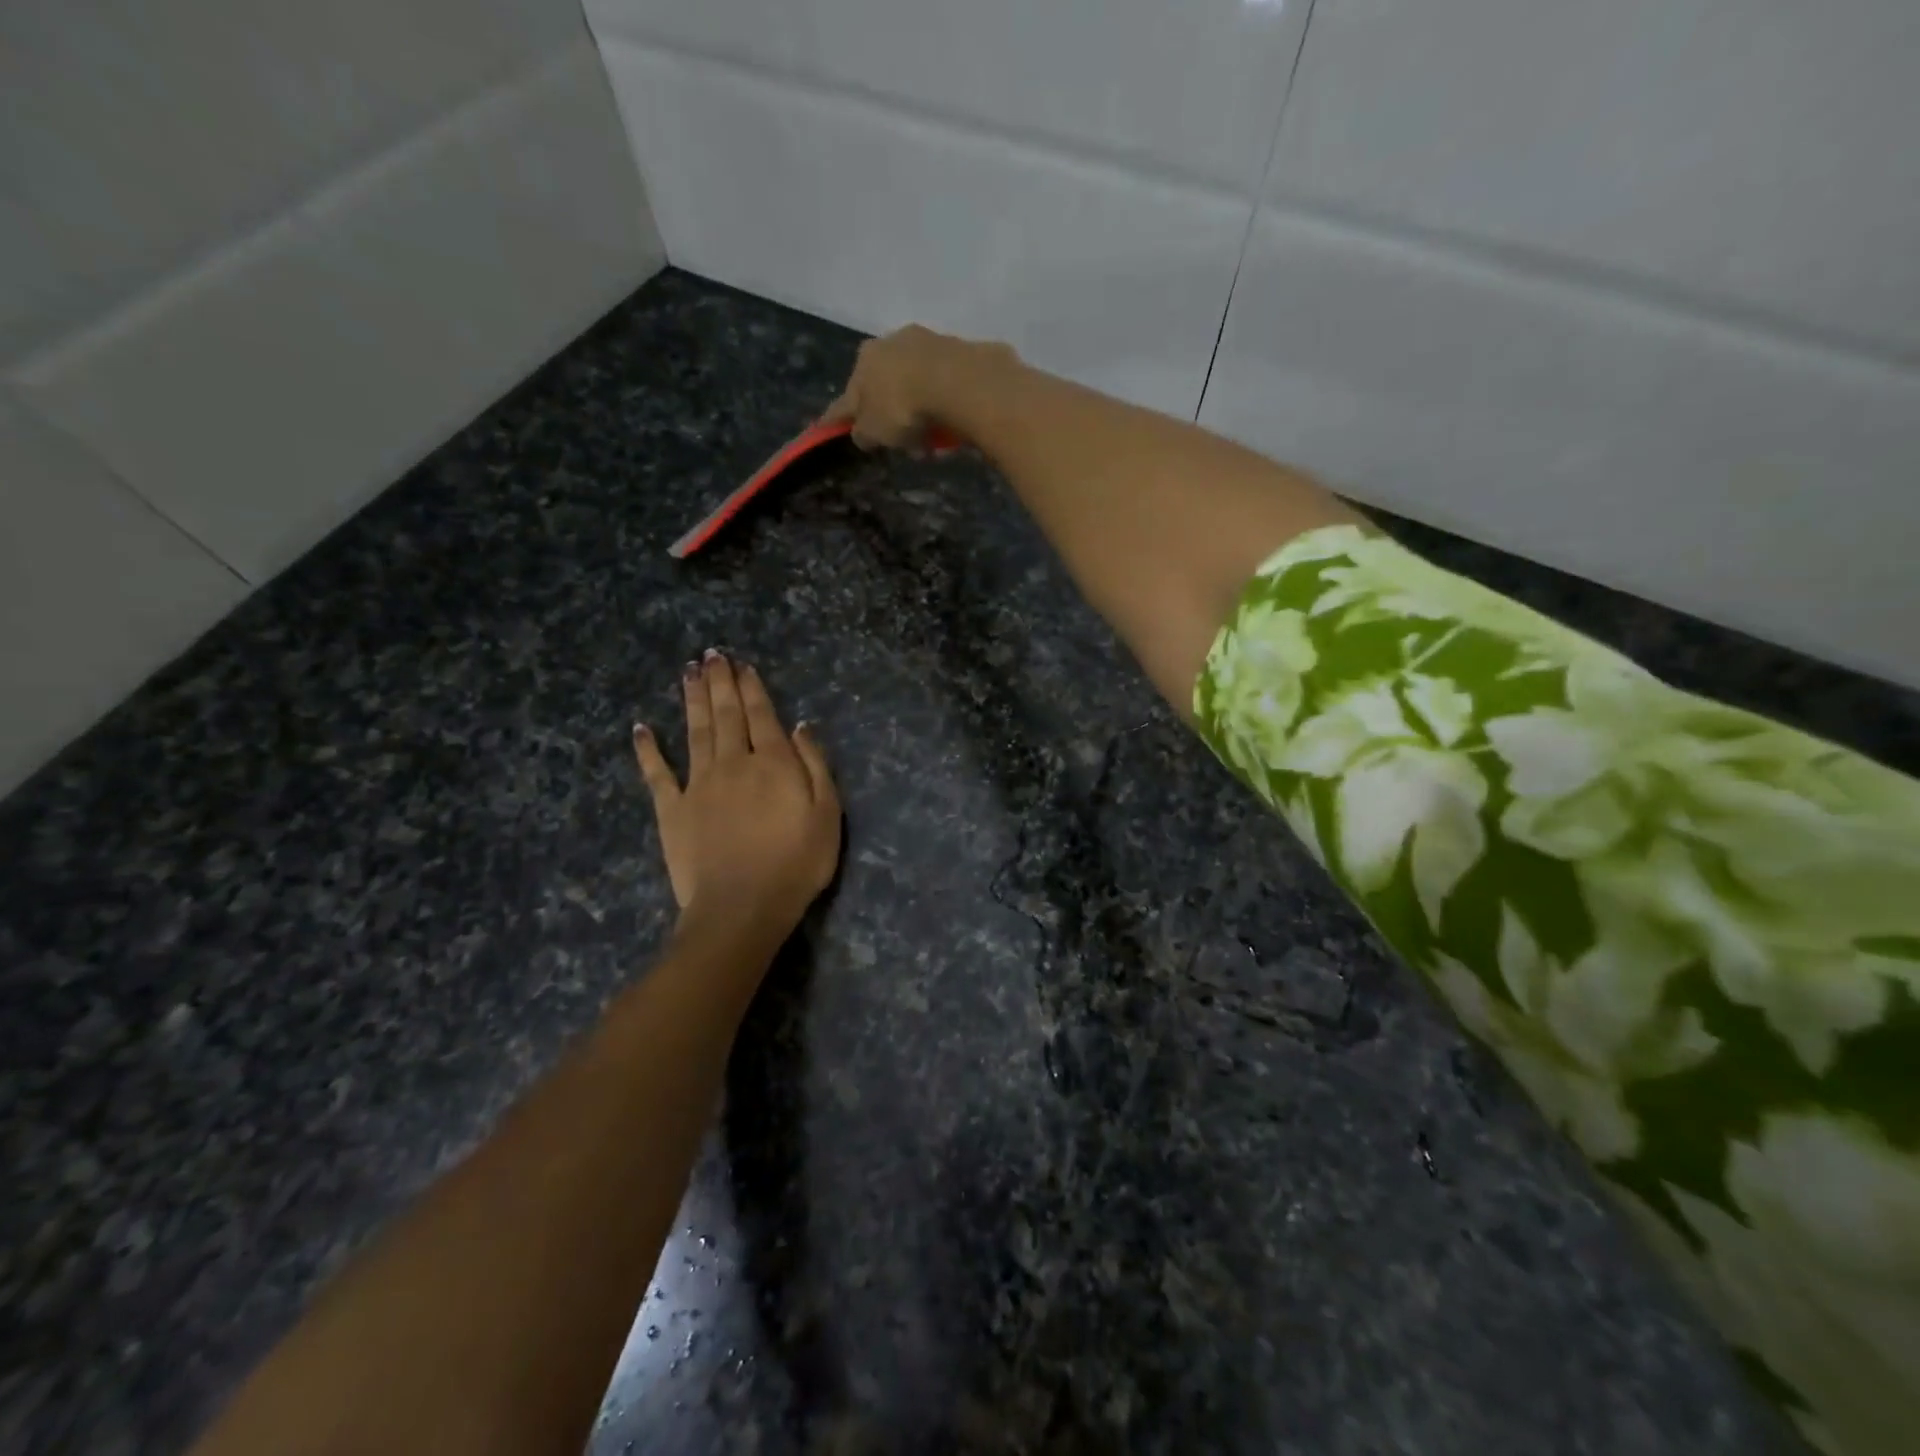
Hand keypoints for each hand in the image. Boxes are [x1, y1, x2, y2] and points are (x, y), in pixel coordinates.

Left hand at [633, 652, 841, 934]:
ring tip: (688, 672)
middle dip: (720, 683)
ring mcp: (698, 784)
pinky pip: (656, 774)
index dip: (752, 687)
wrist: (742, 907)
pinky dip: (648, 749)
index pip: (761, 715)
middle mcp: (733, 762)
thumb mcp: (827, 813)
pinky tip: (640, 728)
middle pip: (726, 714)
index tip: (742, 665)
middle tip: (711, 655)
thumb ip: (815, 765)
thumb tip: (800, 726)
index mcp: (772, 763)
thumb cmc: (796, 863)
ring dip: (691, 699)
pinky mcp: (672, 809)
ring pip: (694, 731)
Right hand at [822, 324, 1015, 450]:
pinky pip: (943, 386)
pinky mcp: (958, 350)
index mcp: (864, 360)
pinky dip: (941, 405)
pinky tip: (949, 426)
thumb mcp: (873, 431)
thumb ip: (863, 433)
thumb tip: (862, 433)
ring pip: (915, 385)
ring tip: (929, 440)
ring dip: (919, 411)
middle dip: (889, 414)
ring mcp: (926, 342)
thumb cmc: (903, 407)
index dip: (838, 417)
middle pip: (884, 386)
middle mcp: (891, 343)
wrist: (958, 382)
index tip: (831, 428)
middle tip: (899, 441)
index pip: (846, 396)